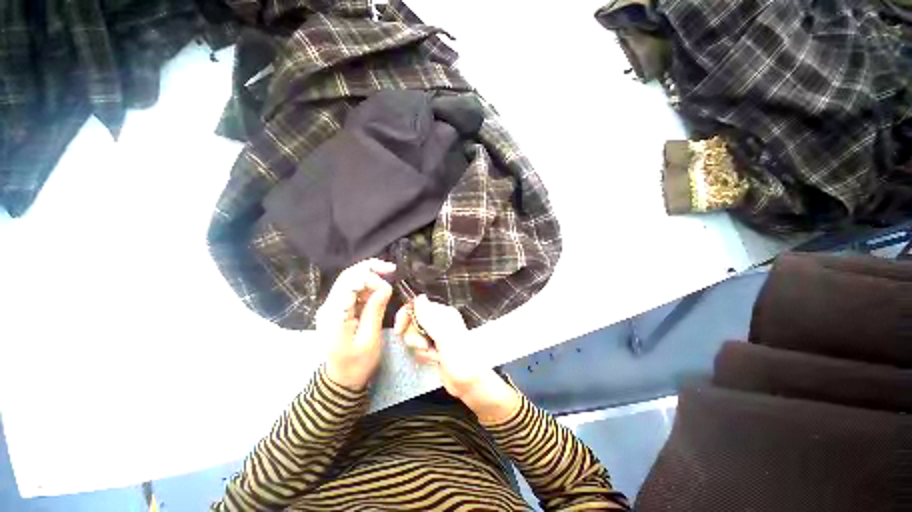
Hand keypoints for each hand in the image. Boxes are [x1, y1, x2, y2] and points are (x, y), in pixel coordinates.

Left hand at [317, 259, 395, 389]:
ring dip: (370, 280)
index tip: (391, 272)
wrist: (341, 379)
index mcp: (335, 313)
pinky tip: (377, 296)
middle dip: (371, 270)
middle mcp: (328, 306)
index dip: (371, 271)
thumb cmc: (357, 363)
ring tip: (385, 290)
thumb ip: (375, 310)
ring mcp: (331, 307)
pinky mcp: (336, 309)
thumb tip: (386, 286)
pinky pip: (351, 291)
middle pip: (348, 276)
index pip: (350, 280)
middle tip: (392, 271)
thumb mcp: (370, 338)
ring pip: (350, 281)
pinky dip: (366, 289)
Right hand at [393, 296, 520, 424]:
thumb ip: (429, 316)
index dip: (406, 315)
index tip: (399, 329)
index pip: (417, 305)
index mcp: (443, 313)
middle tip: (425, 345)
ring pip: (414, 336)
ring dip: (420, 348)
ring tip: (433, 355)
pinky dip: (423, 355)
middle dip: (415, 336)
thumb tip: (419, 296)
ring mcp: (436, 335)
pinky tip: (434, 360)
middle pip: (412, 322)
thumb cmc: (460, 357)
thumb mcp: (444, 335)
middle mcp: (439, 321)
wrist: (469, 383)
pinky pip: (418, 348)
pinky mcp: (433, 348)